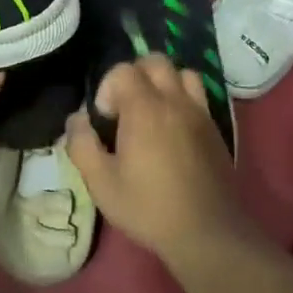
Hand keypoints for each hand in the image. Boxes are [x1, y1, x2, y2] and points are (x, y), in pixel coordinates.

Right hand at [67, 54, 244, 262]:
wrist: (207, 231)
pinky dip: (183, 98)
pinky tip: (173, 129)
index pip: (123, 70)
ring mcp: (199, 112)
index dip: (108, 88)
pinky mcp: (215, 127)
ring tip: (152, 112)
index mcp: (145, 109)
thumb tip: (77, 119)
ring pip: (182, 73)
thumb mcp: (101, 184)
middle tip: (126, 109)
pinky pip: (199, 95)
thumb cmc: (149, 207)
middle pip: (155, 61)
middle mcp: (174, 100)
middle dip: (135, 75)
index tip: (106, 120)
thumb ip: (82, 145)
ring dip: (164, 83)